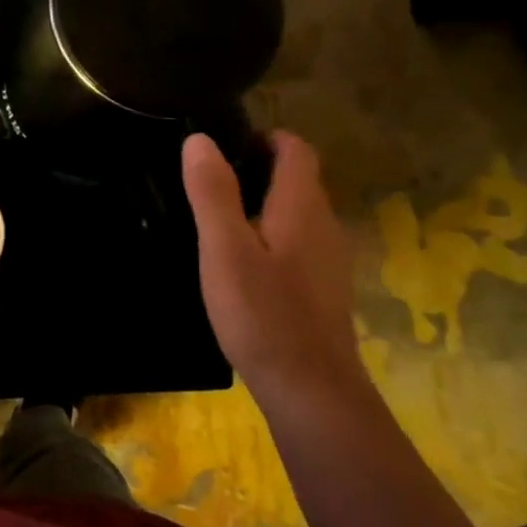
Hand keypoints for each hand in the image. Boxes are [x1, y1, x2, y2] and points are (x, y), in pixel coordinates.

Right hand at [182, 131, 359, 398]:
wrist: (310, 389)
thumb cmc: (263, 314)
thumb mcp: (225, 250)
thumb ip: (212, 193)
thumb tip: (199, 140)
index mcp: (302, 207)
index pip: (296, 149)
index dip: (264, 137)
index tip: (222, 145)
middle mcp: (324, 224)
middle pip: (298, 179)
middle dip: (258, 169)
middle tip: (207, 182)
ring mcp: (328, 259)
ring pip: (297, 213)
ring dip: (262, 204)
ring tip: (216, 220)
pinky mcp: (322, 288)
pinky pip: (297, 243)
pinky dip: (270, 236)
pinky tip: (241, 264)